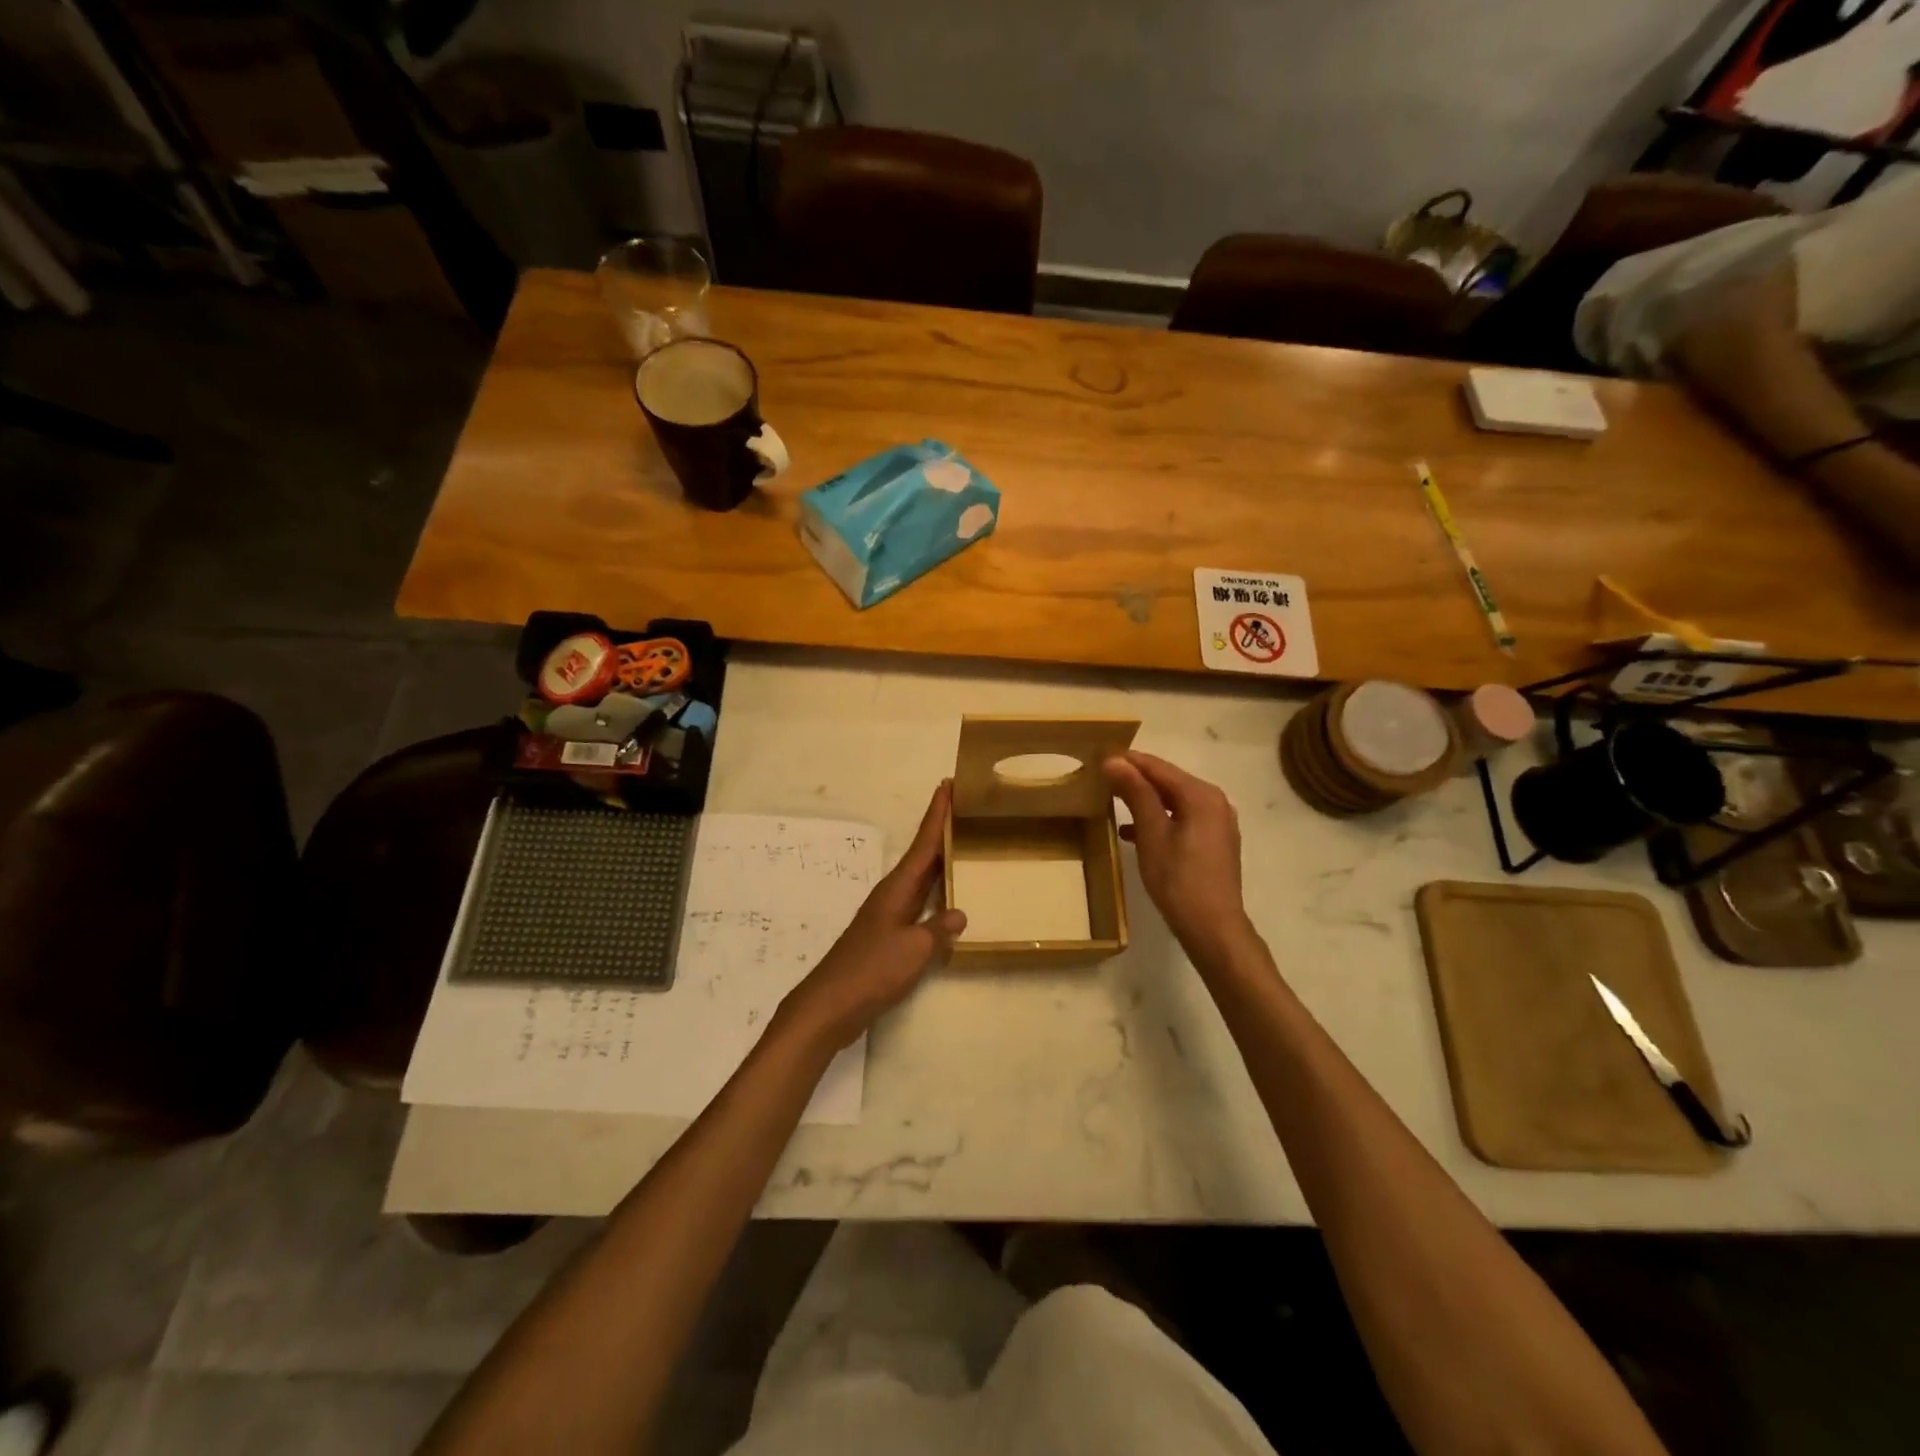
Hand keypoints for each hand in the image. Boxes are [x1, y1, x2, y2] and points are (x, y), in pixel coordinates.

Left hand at [776, 782, 966, 1050]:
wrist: (831, 1005)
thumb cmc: (872, 970)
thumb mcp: (914, 949)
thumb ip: (939, 929)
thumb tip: (959, 913)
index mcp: (898, 888)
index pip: (923, 842)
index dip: (937, 814)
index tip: (949, 784)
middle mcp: (893, 894)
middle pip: (922, 855)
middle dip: (942, 830)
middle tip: (966, 807)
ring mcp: (889, 915)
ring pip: (921, 879)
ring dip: (940, 860)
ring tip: (964, 845)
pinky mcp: (888, 936)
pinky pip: (919, 903)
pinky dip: (935, 893)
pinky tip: (948, 900)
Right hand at [1104, 750, 1253, 966]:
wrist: (1213, 928)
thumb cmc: (1179, 879)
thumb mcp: (1152, 833)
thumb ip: (1136, 793)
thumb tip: (1114, 761)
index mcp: (1202, 795)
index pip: (1159, 767)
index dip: (1128, 760)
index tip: (1098, 755)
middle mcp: (1215, 802)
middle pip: (1168, 781)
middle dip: (1135, 778)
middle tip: (1101, 777)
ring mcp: (1217, 823)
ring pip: (1174, 801)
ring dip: (1144, 799)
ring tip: (1111, 800)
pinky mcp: (1213, 842)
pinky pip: (1181, 819)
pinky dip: (1158, 819)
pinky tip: (1131, 831)